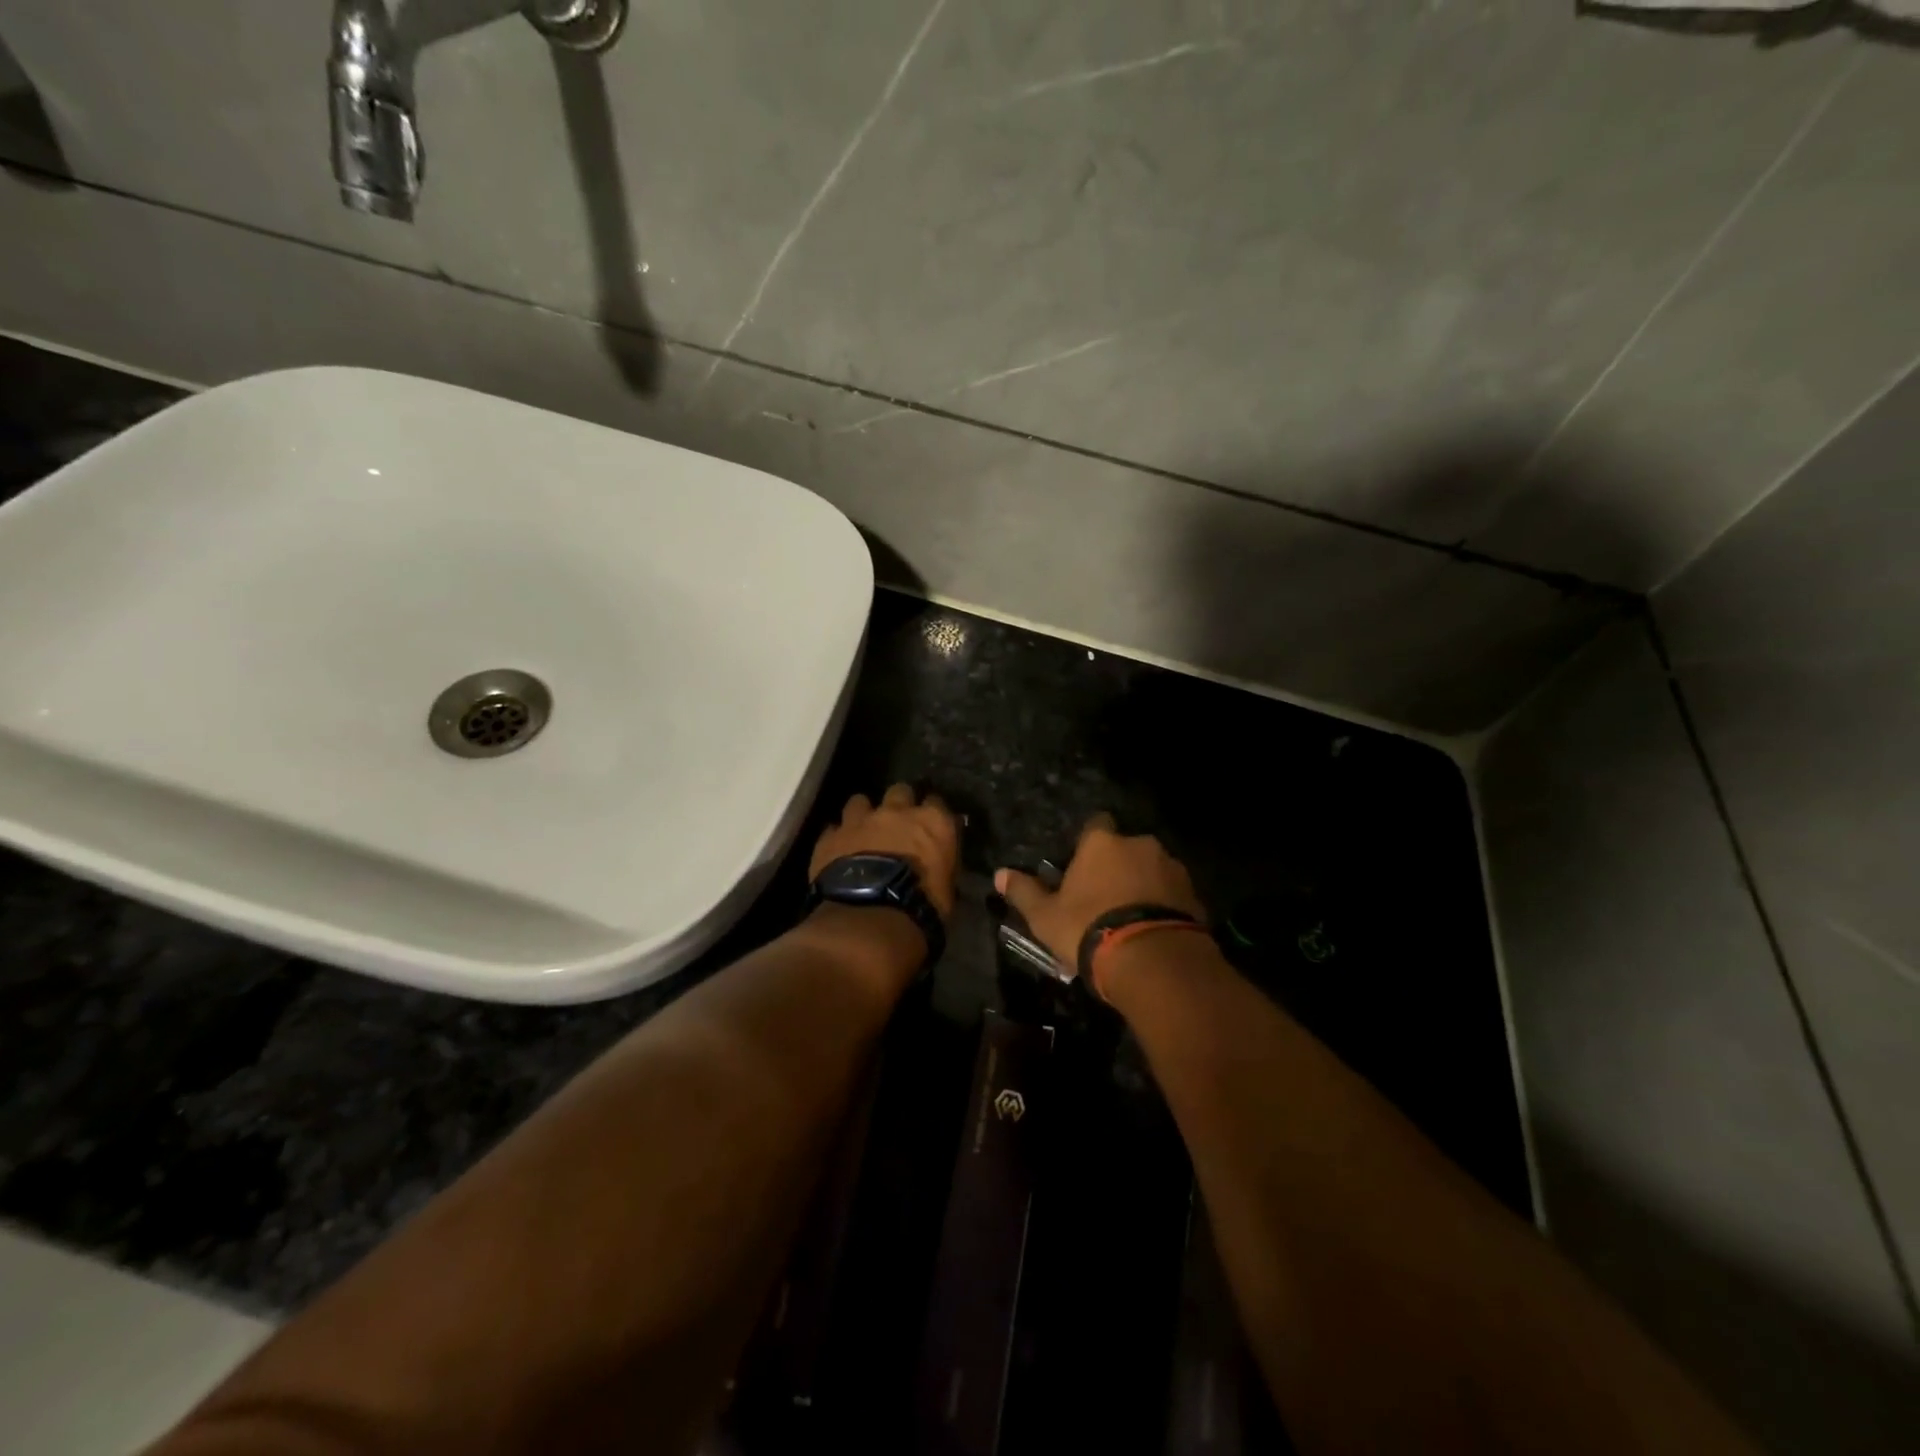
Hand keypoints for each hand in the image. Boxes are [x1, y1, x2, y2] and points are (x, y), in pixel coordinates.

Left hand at [810, 783, 959, 918]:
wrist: (871, 916)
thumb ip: (942, 863)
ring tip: (863, 831)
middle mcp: (897, 811)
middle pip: (900, 791)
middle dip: (899, 803)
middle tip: (898, 823)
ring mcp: (860, 820)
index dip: (932, 813)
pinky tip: (838, 850)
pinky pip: (833, 829)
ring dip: (863, 814)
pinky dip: (837, 837)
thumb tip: (938, 861)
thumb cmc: (921, 906)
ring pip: (860, 801)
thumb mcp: (947, 887)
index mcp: (933, 821)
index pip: (937, 803)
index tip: (931, 825)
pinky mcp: (831, 837)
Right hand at [995, 814, 1204, 972]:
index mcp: (1102, 843)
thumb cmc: (1089, 929)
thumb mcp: (1045, 916)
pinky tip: (1152, 931)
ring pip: (1152, 870)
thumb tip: (999, 873)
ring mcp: (1172, 868)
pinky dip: (1163, 905)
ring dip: (1143, 885)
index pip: (1095, 825)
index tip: (1081, 866)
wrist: (1154, 961)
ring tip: (1130, 919)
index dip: (1088, 844)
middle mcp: (1140, 845)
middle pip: (1126, 848)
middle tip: (1104, 897)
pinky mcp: (1194, 895)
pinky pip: (1173, 894)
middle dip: (1117, 866)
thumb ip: (1024, 892)